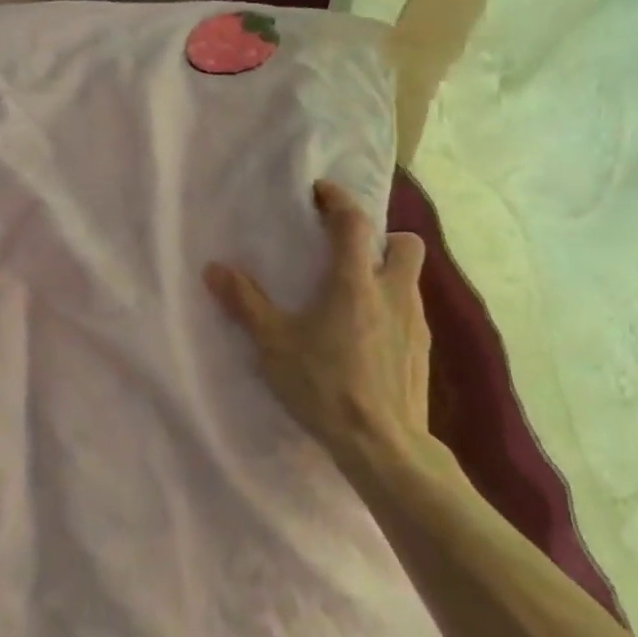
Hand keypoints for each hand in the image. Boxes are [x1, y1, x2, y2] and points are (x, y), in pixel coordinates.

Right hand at [204, 180, 440, 479]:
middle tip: (351, 254)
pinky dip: (392, 310)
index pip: (353, 222)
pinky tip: (368, 337)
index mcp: (355, 282)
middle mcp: (393, 292)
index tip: (321, 191)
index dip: (338, 199)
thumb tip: (214, 268)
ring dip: (387, 275)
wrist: (382, 444)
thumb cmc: (324, 385)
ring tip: (354, 298)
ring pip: (411, 280)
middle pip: (405, 244)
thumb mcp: (273, 344)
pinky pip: (411, 313)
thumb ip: (245, 303)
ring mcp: (415, 323)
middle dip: (383, 238)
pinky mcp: (423, 353)